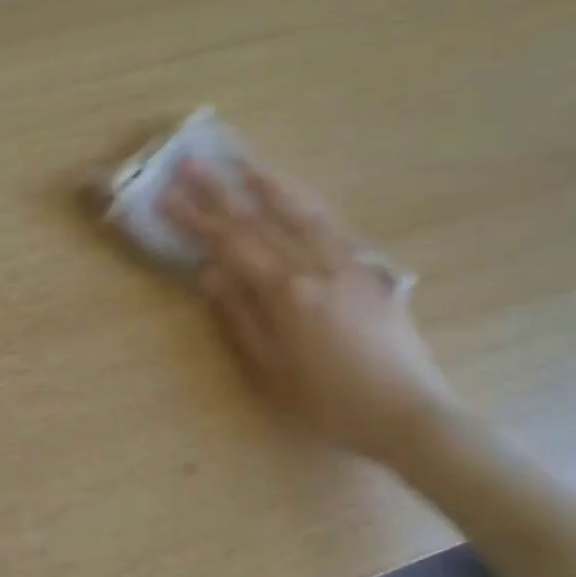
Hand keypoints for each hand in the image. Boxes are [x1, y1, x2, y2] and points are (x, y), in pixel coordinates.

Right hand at [163, 161, 457, 466]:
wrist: (408, 414)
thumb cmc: (330, 402)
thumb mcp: (271, 371)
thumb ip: (239, 318)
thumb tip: (209, 274)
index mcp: (286, 292)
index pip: (231, 244)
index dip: (195, 219)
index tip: (167, 196)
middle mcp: (316, 266)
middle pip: (262, 218)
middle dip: (222, 189)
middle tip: (194, 163)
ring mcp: (348, 263)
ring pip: (304, 211)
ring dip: (271, 184)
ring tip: (247, 164)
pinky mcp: (371, 270)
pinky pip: (333, 226)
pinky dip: (308, 205)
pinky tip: (298, 200)